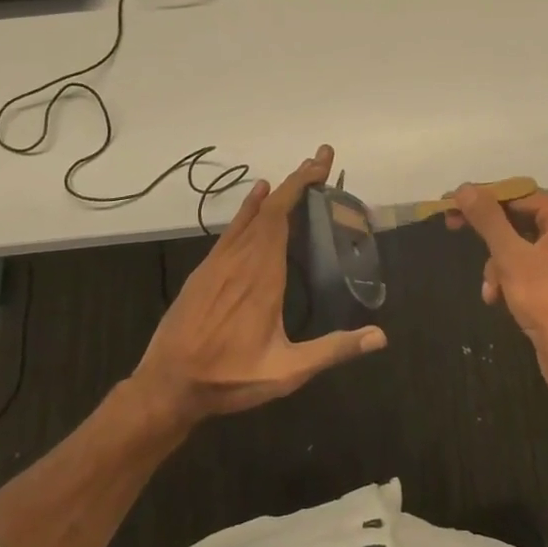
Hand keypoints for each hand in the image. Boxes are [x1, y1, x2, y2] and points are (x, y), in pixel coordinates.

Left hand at [129, 145, 385, 427]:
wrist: (167, 386)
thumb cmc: (229, 378)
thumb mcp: (287, 372)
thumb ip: (333, 350)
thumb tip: (380, 336)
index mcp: (263, 277)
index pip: (282, 217)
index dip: (301, 186)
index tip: (321, 164)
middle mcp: (240, 260)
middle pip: (270, 208)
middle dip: (297, 181)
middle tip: (320, 160)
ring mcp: (218, 263)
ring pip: (250, 216)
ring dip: (275, 193)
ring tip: (298, 175)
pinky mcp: (205, 271)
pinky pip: (231, 230)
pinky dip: (248, 209)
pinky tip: (257, 197)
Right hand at [447, 185, 547, 400]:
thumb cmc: (547, 299)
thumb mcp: (511, 256)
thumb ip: (488, 220)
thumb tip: (465, 188)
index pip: (516, 194)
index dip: (482, 199)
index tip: (449, 204)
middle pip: (517, 218)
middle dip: (489, 235)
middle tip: (451, 227)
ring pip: (517, 246)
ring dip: (496, 265)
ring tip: (490, 288)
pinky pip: (525, 266)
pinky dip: (508, 279)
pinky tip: (496, 298)